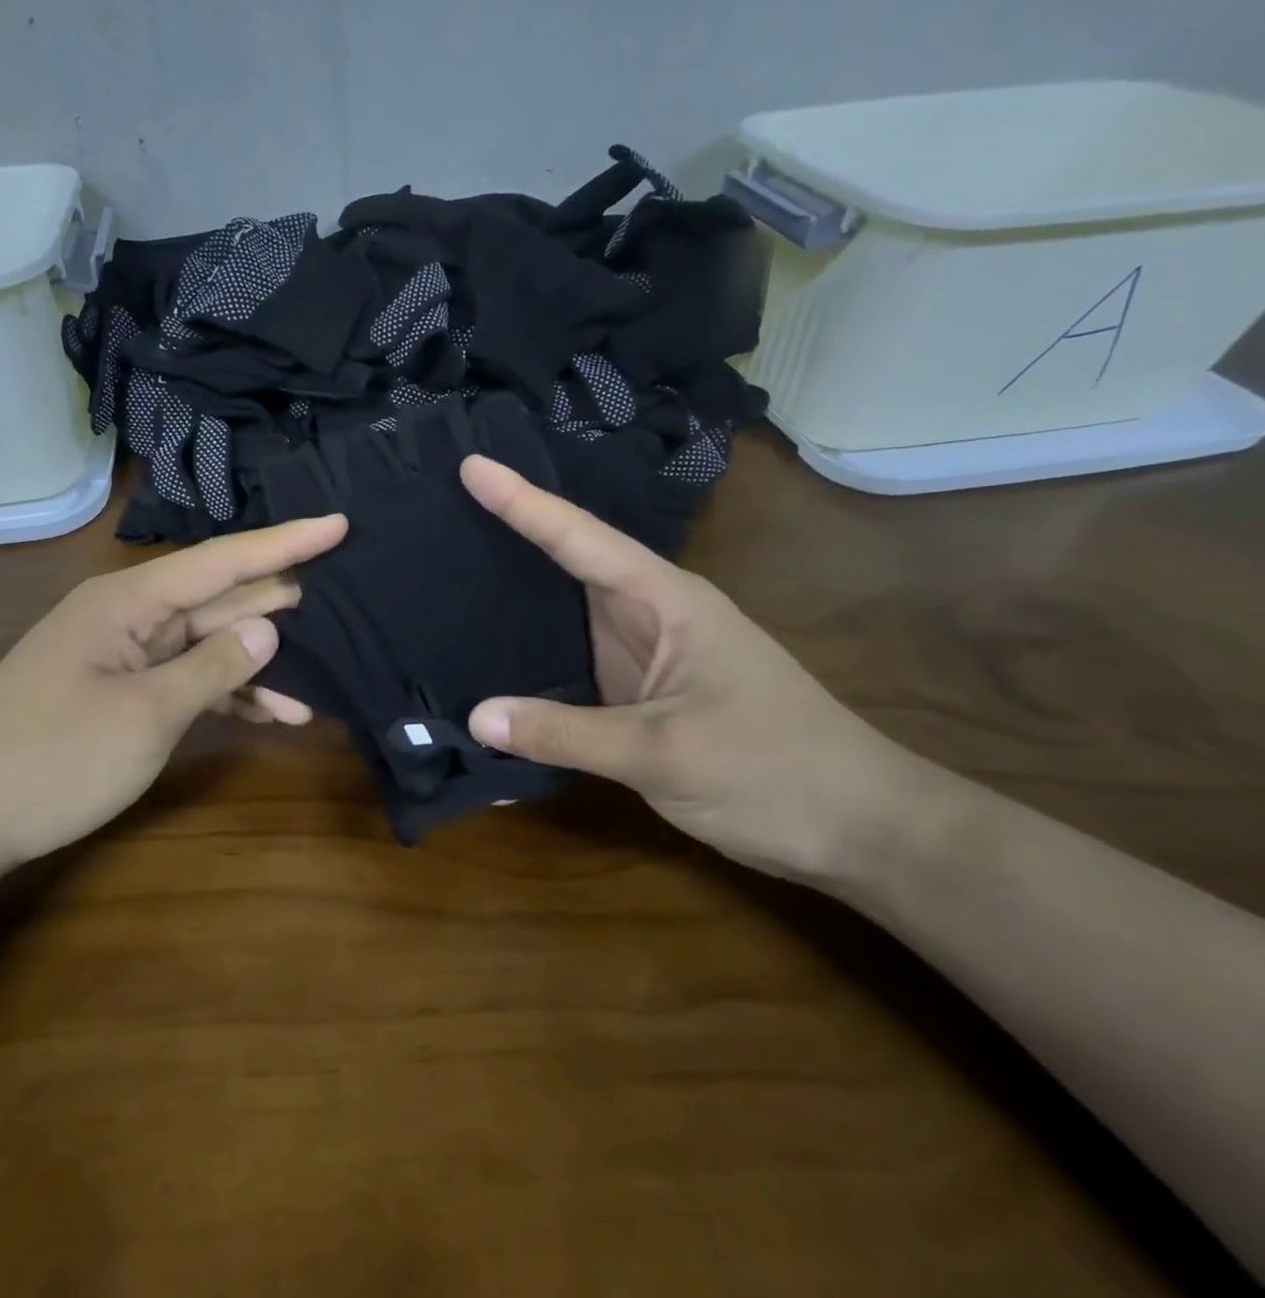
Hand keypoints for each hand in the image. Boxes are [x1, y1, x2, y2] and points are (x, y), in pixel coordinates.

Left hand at [0, 514, 346, 865]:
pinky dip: (226, 695)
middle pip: (219, 599)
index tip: (340, 524)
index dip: (285, 541)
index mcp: (128, 600)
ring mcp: (124, 656)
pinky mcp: (121, 692)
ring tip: (322, 680)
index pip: (222, 560)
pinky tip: (274, 714)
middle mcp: (128, 616)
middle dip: (280, 604)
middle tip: (347, 605)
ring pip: (207, 644)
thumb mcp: (145, 715)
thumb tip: (270, 627)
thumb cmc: (51, 759)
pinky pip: (186, 680)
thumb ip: (213, 668)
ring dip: (259, 664)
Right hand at [460, 457, 930, 883]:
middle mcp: (648, 617)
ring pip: (563, 616)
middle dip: (506, 534)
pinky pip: (568, 667)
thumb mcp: (664, 752)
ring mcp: (642, 657)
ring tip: (444, 573)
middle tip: (439, 510)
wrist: (857, 830)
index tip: (471, 466)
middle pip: (567, 564)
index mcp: (666, 602)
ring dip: (511, 599)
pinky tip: (486, 661)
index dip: (523, 502)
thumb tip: (476, 717)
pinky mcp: (636, 696)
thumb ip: (566, 734)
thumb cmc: (775, 772)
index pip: (581, 539)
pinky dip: (526, 660)